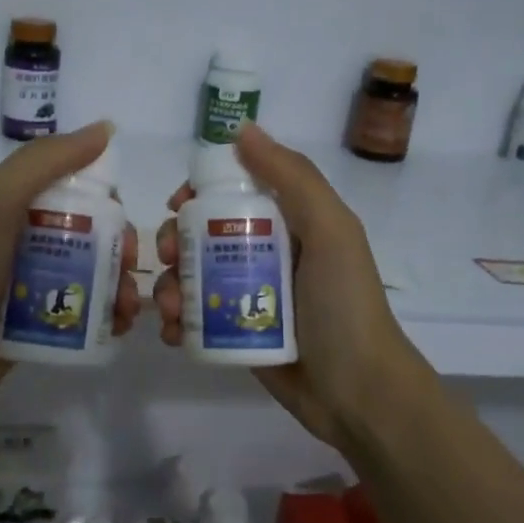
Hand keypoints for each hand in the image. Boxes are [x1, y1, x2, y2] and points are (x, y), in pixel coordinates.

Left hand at [0, 122, 140, 423]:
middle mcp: (22, 240)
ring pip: (92, 274)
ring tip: (128, 308)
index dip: (105, 198)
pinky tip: (120, 326)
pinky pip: (83, 311)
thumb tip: (107, 127)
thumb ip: (46, 160)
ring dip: (120, 285)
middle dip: (119, 246)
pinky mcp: (37, 325)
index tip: (120, 220)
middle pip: (90, 232)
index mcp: (10, 204)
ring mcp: (29, 285)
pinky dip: (107, 315)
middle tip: (128, 267)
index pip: (73, 187)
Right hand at [153, 123, 426, 449]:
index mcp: (290, 222)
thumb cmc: (344, 306)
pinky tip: (172, 331)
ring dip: (168, 284)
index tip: (178, 205)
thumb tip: (241, 129)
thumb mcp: (330, 231)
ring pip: (191, 276)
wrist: (357, 393)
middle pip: (202, 233)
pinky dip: (175, 320)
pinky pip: (194, 316)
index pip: (233, 190)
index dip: (200, 192)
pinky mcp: (236, 333)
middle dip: (174, 240)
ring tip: (170, 308)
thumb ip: (292, 177)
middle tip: (166, 257)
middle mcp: (266, 253)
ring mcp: (248, 295)